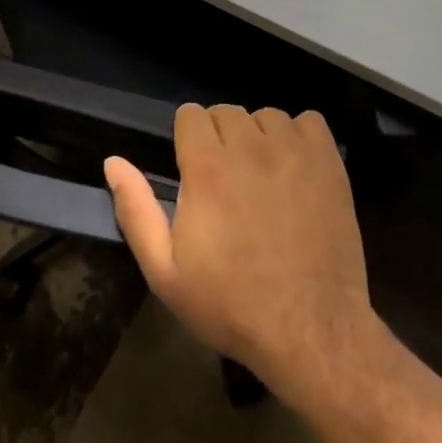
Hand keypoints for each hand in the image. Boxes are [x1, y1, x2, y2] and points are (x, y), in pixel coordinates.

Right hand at [105, 104, 375, 398]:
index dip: (189, 140)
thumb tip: (113, 162)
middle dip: (222, 138)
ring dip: (260, 138)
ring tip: (264, 179)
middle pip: (227, 112)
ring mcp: (292, 149)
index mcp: (207, 166)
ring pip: (266, 116)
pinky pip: (308, 121)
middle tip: (228, 182)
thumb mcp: (166, 272)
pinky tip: (297, 170)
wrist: (311, 331)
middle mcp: (248, 145)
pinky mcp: (328, 160)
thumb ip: (136, 211)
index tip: (195, 171)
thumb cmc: (232, 304)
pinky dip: (300, 138)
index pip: (191, 114)